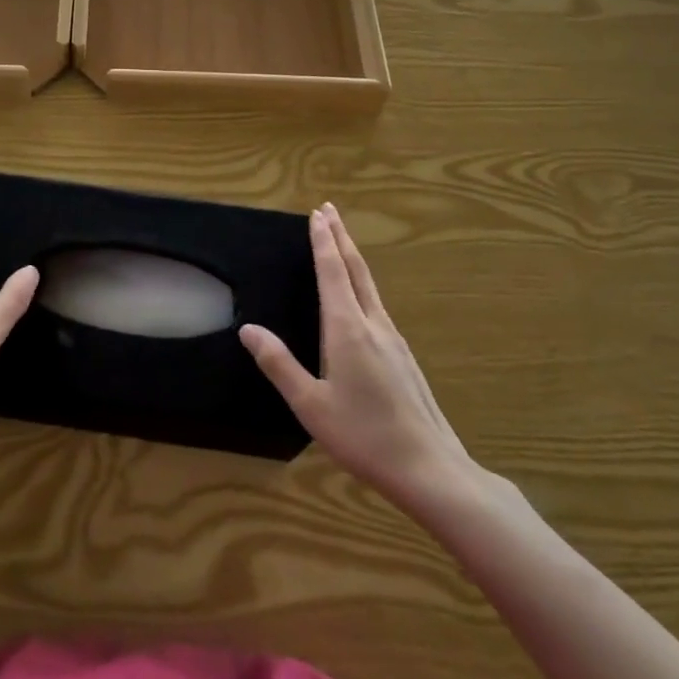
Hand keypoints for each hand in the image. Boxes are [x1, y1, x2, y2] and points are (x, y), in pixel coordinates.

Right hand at [241, 204, 473, 515]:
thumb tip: (248, 329)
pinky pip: (377, 305)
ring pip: (370, 286)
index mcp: (347, 329)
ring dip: (353, 258)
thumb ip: (279, 364)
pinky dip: (362, 284)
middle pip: (356, 269)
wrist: (430, 468)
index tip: (318, 214)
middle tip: (330, 210)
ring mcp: (394, 339)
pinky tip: (359, 298)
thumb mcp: (311, 405)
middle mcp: (374, 324)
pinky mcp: (403, 356)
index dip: (323, 242)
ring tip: (340, 243)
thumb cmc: (364, 436)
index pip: (333, 272)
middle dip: (341, 237)